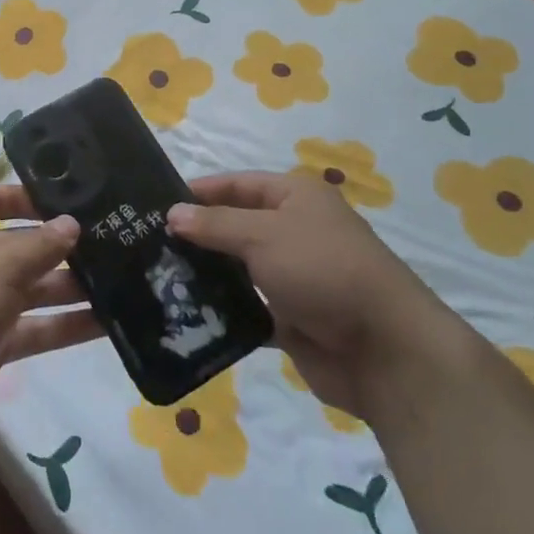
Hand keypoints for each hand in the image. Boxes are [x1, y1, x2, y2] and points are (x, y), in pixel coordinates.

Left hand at [0, 183, 102, 469]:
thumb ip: (38, 247)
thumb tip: (72, 222)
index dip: (17, 195)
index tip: (62, 199)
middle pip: (13, 244)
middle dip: (55, 245)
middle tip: (108, 240)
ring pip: (28, 288)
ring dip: (66, 286)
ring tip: (118, 279)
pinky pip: (31, 329)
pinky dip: (62, 325)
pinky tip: (106, 323)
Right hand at [167, 171, 448, 416]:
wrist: (384, 349)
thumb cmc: (323, 270)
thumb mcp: (264, 235)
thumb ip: (215, 224)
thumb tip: (172, 213)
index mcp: (296, 197)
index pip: (238, 184)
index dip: (200, 191)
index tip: (157, 205)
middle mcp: (295, 231)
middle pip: (236, 226)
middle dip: (198, 235)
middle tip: (149, 245)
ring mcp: (294, 276)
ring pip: (239, 269)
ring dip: (207, 274)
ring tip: (158, 279)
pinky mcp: (292, 317)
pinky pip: (248, 308)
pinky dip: (224, 311)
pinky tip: (187, 314)